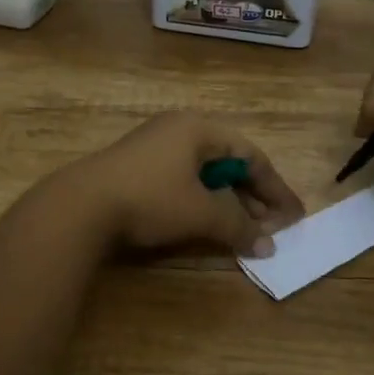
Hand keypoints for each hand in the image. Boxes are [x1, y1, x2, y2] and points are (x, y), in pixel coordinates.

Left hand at [56, 112, 304, 257]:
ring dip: (227, 202)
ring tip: (243, 231)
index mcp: (199, 128)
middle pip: (228, 162)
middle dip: (252, 197)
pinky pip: (183, 180)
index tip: (293, 217)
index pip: (251, 156)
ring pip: (205, 173)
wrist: (80, 206)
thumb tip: (268, 245)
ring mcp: (154, 147)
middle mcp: (178, 130)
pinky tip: (206, 223)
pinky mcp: (136, 167)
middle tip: (271, 228)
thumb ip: (239, 226)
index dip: (275, 188)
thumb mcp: (201, 213)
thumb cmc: (150, 199)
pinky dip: (202, 201)